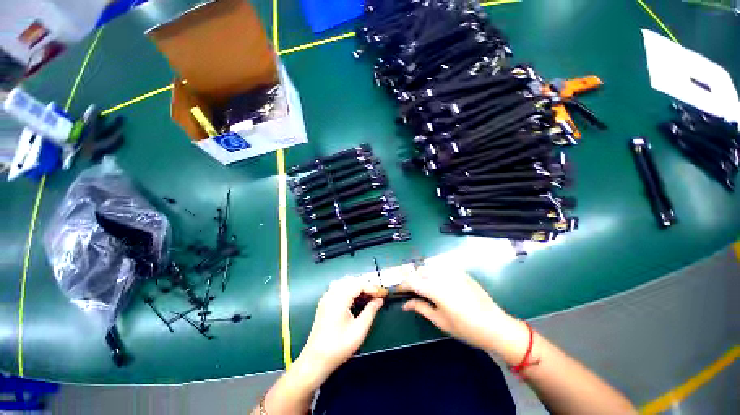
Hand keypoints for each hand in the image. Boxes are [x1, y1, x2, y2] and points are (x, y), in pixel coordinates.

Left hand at [297, 276, 384, 381]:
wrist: (316, 360)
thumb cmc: (339, 347)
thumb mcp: (359, 330)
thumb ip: (371, 311)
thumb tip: (379, 300)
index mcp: (339, 299)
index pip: (359, 284)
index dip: (372, 287)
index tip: (383, 294)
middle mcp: (331, 294)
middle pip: (352, 280)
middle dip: (366, 285)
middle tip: (377, 294)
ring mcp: (326, 297)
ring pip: (345, 282)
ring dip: (358, 286)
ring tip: (368, 295)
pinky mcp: (324, 302)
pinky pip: (338, 287)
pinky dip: (349, 289)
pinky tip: (355, 298)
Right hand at [401, 266, 517, 352]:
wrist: (494, 325)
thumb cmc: (465, 328)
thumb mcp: (440, 321)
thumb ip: (420, 308)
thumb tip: (405, 304)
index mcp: (435, 289)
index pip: (412, 282)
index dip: (403, 285)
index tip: (398, 290)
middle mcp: (441, 276)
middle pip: (419, 271)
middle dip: (412, 279)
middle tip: (412, 291)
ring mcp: (452, 271)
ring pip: (430, 266)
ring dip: (423, 273)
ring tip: (425, 286)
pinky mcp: (460, 271)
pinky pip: (442, 266)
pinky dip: (435, 271)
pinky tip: (439, 282)